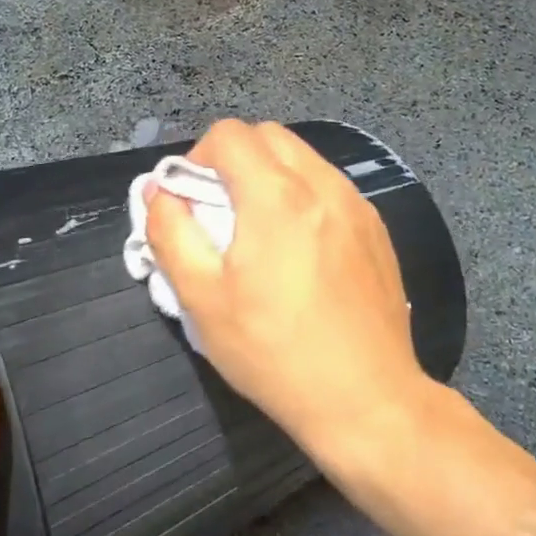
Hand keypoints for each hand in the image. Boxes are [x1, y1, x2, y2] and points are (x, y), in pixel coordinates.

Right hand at [146, 119, 431, 467]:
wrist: (368, 400)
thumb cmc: (274, 352)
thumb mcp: (202, 300)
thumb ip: (171, 233)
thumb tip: (158, 191)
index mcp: (276, 196)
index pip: (230, 134)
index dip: (199, 156)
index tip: (192, 199)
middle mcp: (322, 184)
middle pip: (268, 135)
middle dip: (234, 158)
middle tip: (220, 209)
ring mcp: (356, 204)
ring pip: (302, 157)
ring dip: (270, 174)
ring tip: (259, 229)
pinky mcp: (376, 228)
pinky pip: (329, 185)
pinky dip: (303, 194)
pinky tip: (299, 248)